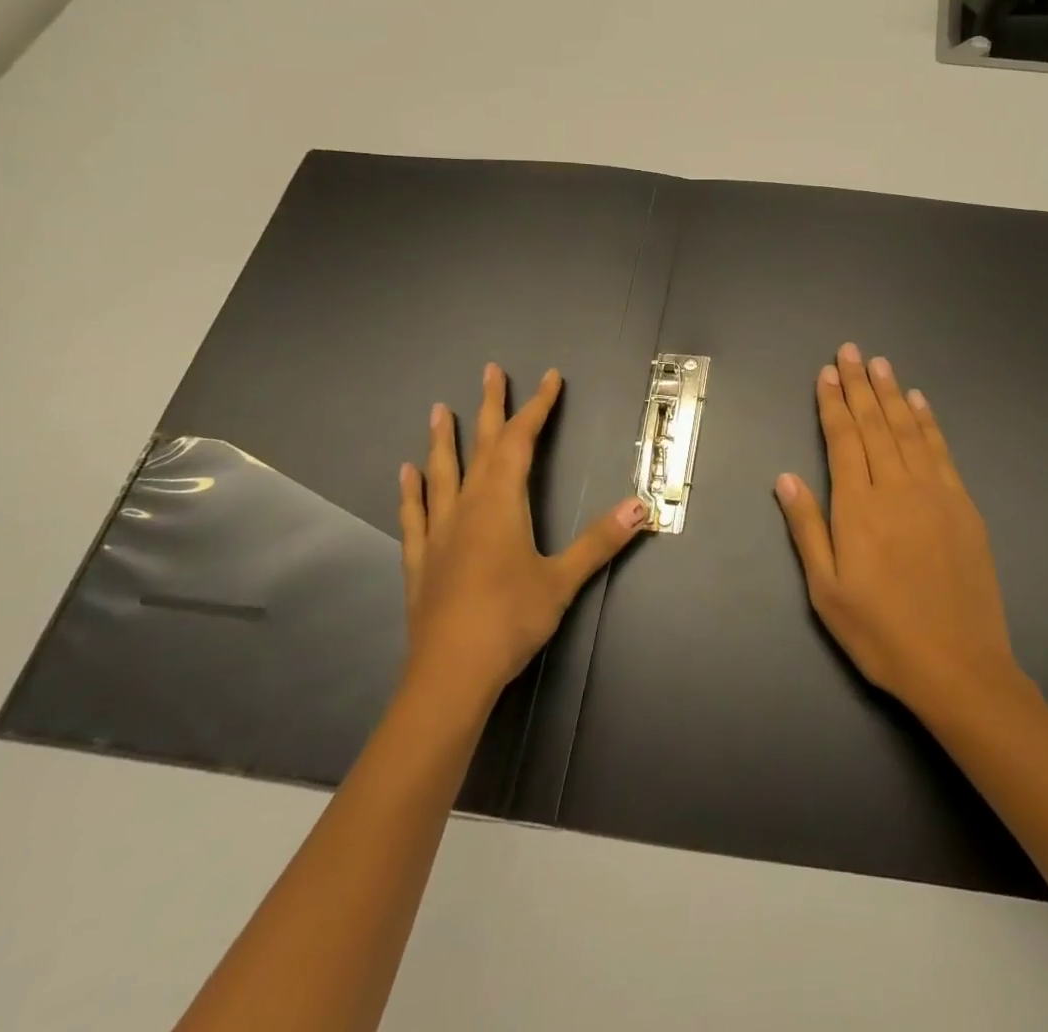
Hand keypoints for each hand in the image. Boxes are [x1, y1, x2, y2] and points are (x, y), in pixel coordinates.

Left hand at [399, 363, 647, 704]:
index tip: (549, 379)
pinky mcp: (422, 560)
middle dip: (489, 406)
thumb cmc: (510, 620)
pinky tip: (406, 474)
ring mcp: (440, 532)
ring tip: (438, 410)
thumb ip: (600, 541)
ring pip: (442, 473)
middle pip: (480, 445)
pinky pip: (416, 514)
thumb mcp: (563, 580)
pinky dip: (412, 491)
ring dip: (442, 440)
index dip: (537, 407)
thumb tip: (641, 506)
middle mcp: (467, 506)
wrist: (449, 675)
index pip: (520, 441)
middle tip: (490, 371)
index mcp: (502, 503)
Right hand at [774, 344, 1020, 712]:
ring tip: (880, 364)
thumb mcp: (826, 590)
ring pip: (908, 430)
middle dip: (859, 385)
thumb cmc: (881, 633)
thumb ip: (807, 528)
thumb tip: (786, 477)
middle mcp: (896, 489)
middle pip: (875, 425)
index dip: (833, 403)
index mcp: (858, 508)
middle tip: (850, 351)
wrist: (959, 665)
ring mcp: (935, 494)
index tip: (827, 373)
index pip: (842, 440)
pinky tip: (920, 403)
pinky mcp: (963, 507)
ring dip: (892, 394)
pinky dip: (929, 422)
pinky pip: (941, 452)